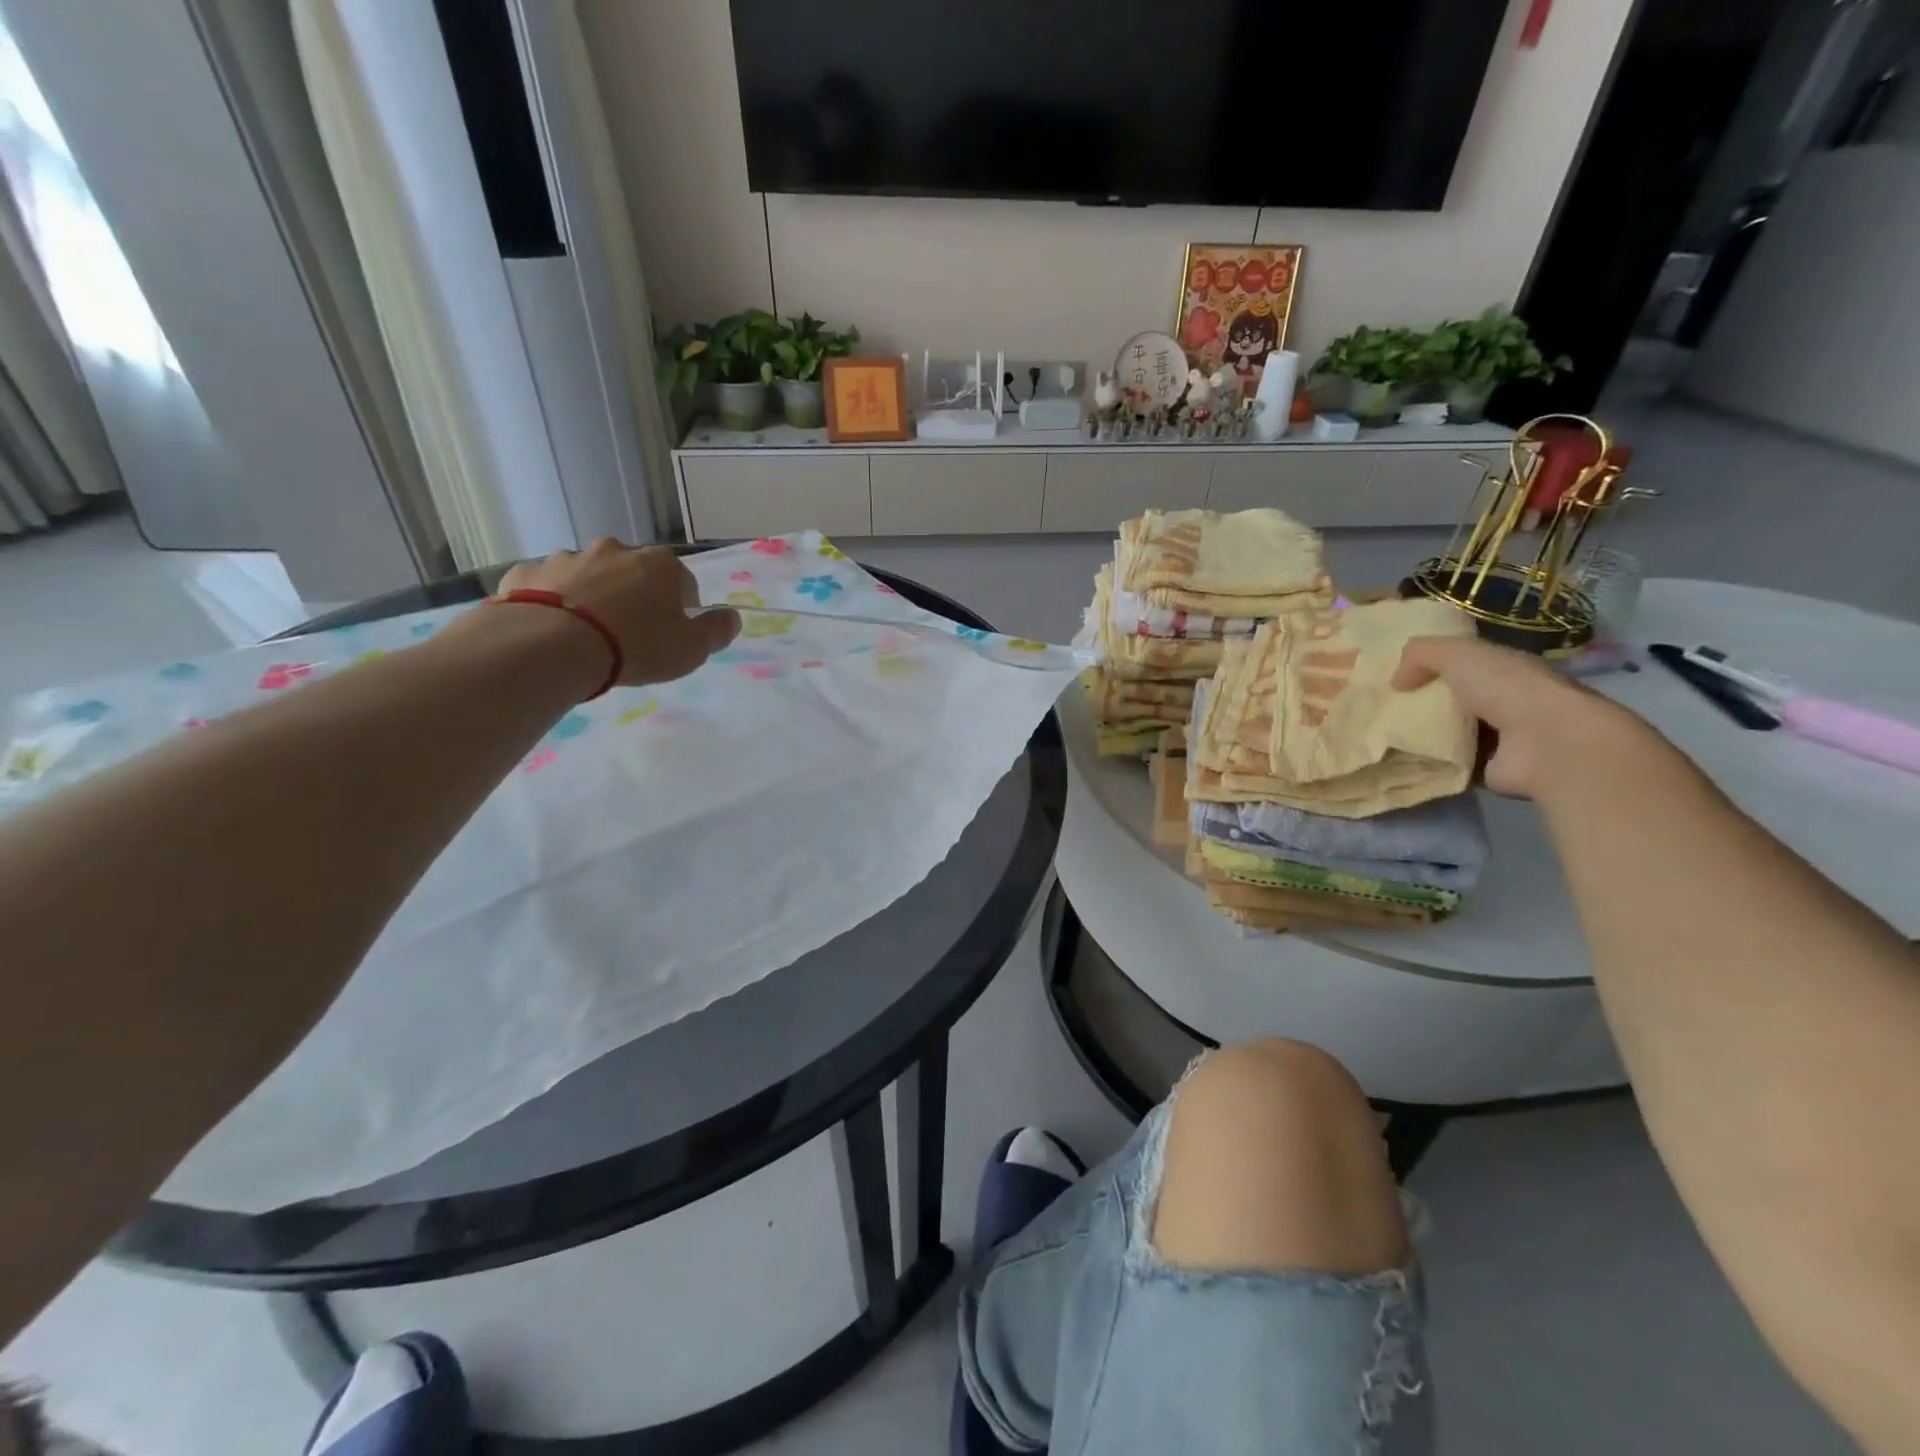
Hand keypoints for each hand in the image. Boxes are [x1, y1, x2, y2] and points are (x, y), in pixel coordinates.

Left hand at [497, 539, 740, 687]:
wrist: (552, 645)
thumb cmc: (636, 646)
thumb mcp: (691, 649)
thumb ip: (716, 631)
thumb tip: (732, 617)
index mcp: (661, 565)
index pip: (683, 582)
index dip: (681, 609)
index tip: (672, 633)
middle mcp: (615, 550)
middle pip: (634, 573)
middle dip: (635, 596)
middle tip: (630, 634)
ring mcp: (567, 558)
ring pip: (588, 576)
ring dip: (592, 597)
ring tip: (588, 636)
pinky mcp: (527, 573)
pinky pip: (547, 587)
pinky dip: (553, 602)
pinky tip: (552, 630)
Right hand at [1393, 635, 1645, 799]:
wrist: (1547, 743)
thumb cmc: (1506, 688)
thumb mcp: (1457, 653)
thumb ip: (1420, 654)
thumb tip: (1396, 681)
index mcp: (1505, 669)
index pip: (1464, 664)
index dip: (1431, 666)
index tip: (1394, 675)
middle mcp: (1506, 701)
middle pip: (1454, 700)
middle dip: (1421, 703)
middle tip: (1380, 708)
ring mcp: (1501, 738)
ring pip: (1450, 733)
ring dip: (1423, 736)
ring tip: (1383, 736)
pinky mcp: (1490, 771)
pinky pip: (1450, 764)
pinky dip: (1429, 764)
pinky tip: (1401, 760)